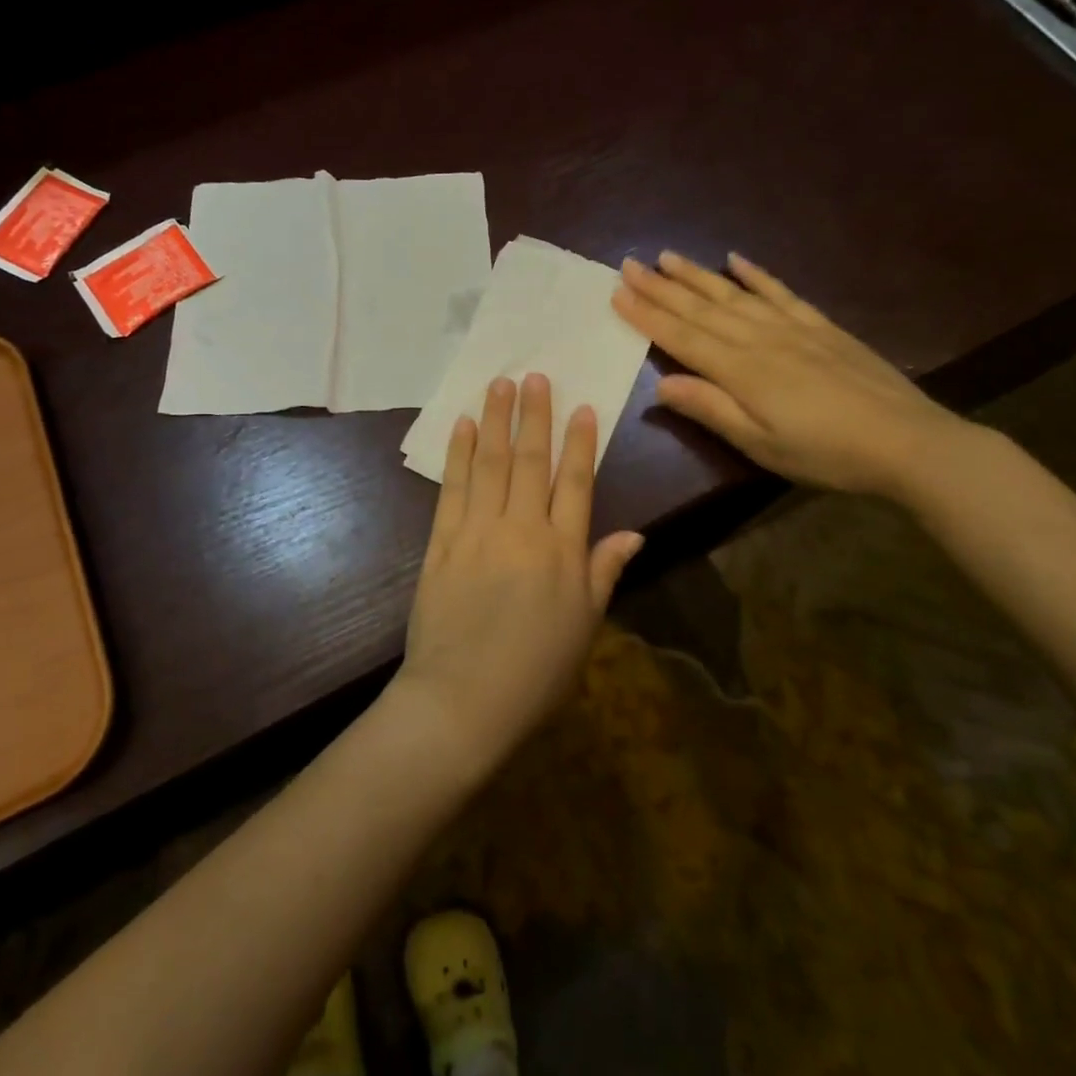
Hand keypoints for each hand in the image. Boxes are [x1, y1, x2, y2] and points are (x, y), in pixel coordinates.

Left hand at [396, 374, 643, 770]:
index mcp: (563, 551)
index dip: (580, 443)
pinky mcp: (441, 542)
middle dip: (534, 415)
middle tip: (534, 375)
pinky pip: (452, 488)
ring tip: (498, 385)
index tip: (582, 407)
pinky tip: (461, 427)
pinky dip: (457, 455)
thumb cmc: (535, 672)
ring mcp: (477, 532)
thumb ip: (604, 572)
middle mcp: (521, 530)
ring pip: (488, 464)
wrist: (463, 700)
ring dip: (494, 421)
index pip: (576, 483)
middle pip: (529, 461)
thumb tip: (634, 533)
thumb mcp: (585, 627)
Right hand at [611, 250, 974, 499]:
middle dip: (661, 287)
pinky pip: (780, 292)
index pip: (682, 337)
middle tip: (629, 264)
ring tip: (667, 256)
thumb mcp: (761, 444)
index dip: (647, 315)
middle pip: (701, 308)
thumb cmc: (826, 453)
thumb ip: (711, 410)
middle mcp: (759, 339)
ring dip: (697, 274)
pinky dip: (756, 274)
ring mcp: (792, 327)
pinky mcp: (820, 326)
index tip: (617, 294)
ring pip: (733, 294)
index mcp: (740, 370)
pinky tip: (736, 259)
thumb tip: (660, 385)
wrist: (908, 442)